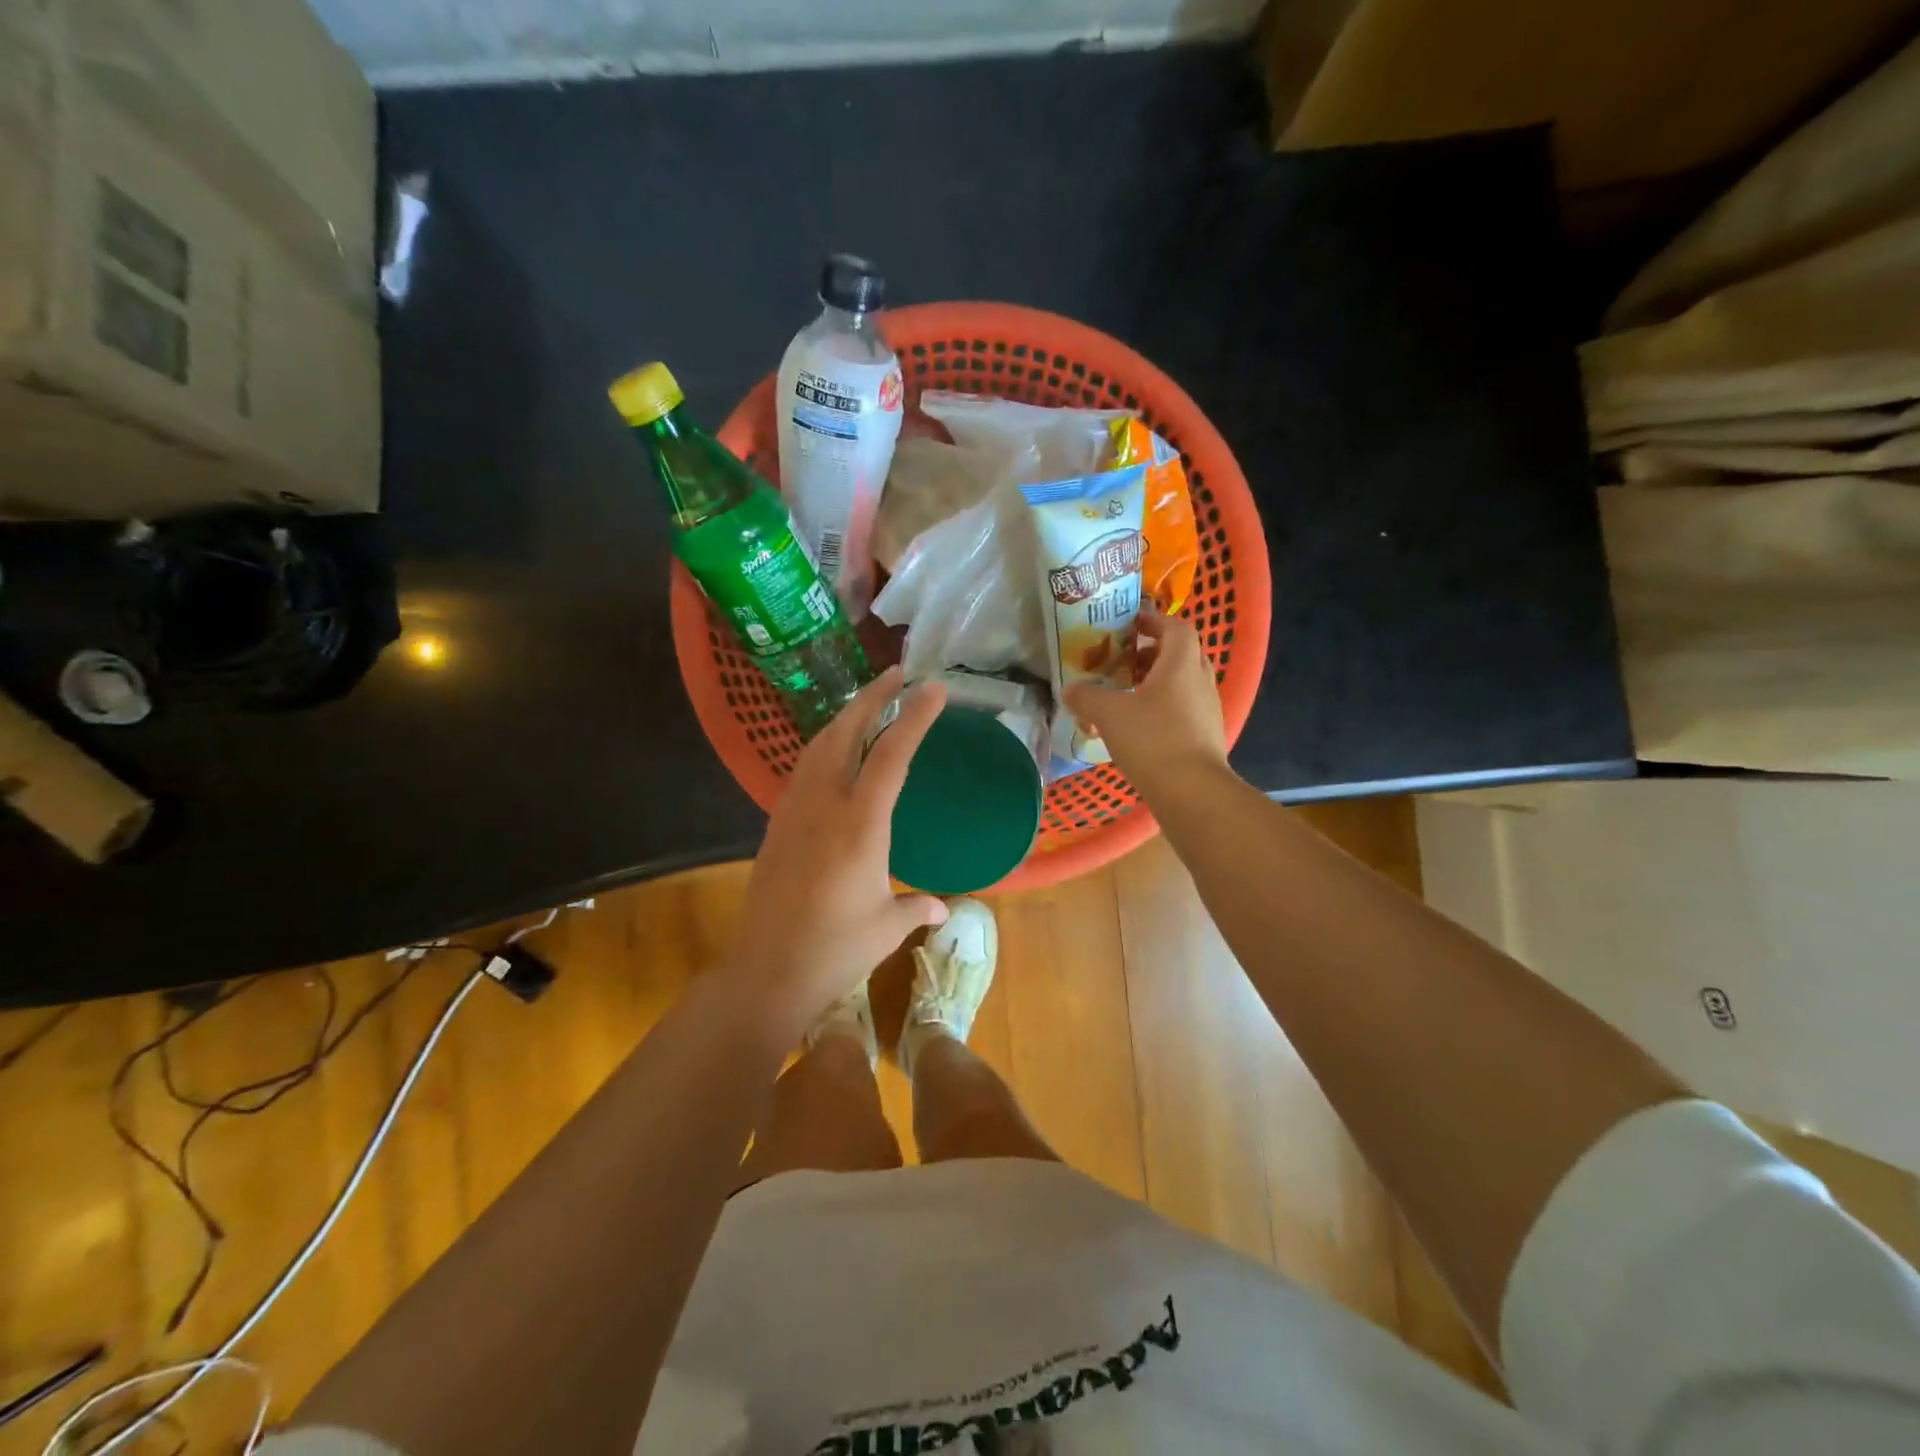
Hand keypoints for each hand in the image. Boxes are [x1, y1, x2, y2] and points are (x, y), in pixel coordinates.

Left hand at [720, 666, 949, 1036]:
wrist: (766, 972)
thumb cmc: (835, 950)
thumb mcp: (886, 927)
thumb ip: (917, 907)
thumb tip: (943, 907)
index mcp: (861, 823)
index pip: (892, 754)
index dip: (914, 716)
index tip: (934, 688)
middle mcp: (824, 805)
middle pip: (845, 732)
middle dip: (872, 697)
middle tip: (896, 674)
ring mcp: (794, 811)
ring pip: (818, 745)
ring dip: (844, 717)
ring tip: (867, 703)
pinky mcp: (776, 825)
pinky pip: (803, 769)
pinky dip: (825, 746)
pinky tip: (834, 754)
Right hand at [1064, 603, 1227, 793]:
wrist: (1192, 791)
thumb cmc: (1152, 739)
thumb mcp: (1109, 714)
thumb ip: (1086, 697)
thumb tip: (1069, 690)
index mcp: (1181, 663)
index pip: (1176, 626)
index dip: (1154, 620)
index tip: (1130, 624)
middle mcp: (1200, 680)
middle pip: (1180, 654)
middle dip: (1152, 654)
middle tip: (1123, 661)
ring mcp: (1208, 709)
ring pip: (1182, 684)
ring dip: (1157, 683)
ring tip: (1126, 695)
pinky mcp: (1206, 735)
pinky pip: (1184, 710)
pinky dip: (1163, 709)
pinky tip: (1139, 727)